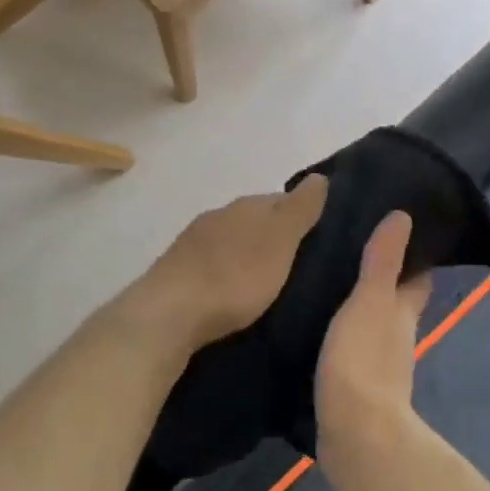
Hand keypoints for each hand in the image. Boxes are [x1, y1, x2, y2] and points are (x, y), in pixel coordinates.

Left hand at [123, 175, 329, 350]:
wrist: (170, 313)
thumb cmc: (235, 277)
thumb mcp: (280, 242)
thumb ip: (300, 210)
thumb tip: (319, 177)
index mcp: (246, 206)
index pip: (281, 199)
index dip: (300, 214)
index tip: (317, 235)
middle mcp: (218, 216)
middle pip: (254, 218)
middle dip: (273, 234)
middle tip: (296, 261)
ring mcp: (193, 242)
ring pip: (231, 240)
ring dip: (247, 253)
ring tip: (267, 279)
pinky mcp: (177, 270)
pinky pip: (211, 263)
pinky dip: (227, 271)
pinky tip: (232, 289)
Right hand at [316, 211, 431, 447]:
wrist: (354, 433)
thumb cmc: (364, 362)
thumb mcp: (370, 303)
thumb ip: (382, 262)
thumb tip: (404, 216)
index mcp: (403, 313)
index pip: (418, 276)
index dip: (413, 254)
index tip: (397, 228)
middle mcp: (396, 336)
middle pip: (395, 300)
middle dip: (381, 277)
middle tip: (350, 249)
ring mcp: (376, 364)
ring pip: (371, 324)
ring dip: (358, 306)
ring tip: (325, 281)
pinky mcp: (352, 384)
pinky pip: (349, 347)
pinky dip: (340, 333)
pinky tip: (316, 326)